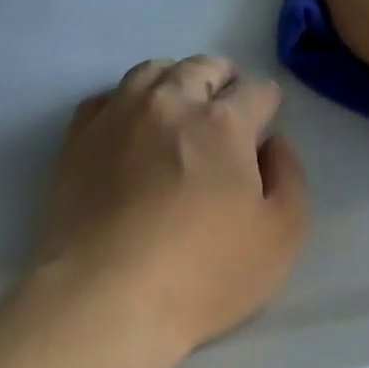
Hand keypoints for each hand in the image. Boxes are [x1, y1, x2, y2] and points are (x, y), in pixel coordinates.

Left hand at [34, 56, 307, 360]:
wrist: (106, 299)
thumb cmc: (204, 273)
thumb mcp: (282, 235)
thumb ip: (290, 177)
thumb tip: (273, 144)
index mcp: (223, 123)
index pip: (256, 91)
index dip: (268, 104)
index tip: (266, 123)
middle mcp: (169, 104)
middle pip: (201, 68)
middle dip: (223, 81)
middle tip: (227, 107)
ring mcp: (118, 117)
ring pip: (151, 72)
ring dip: (175, 81)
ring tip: (179, 109)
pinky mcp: (78, 139)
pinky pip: (107, 98)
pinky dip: (128, 102)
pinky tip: (131, 128)